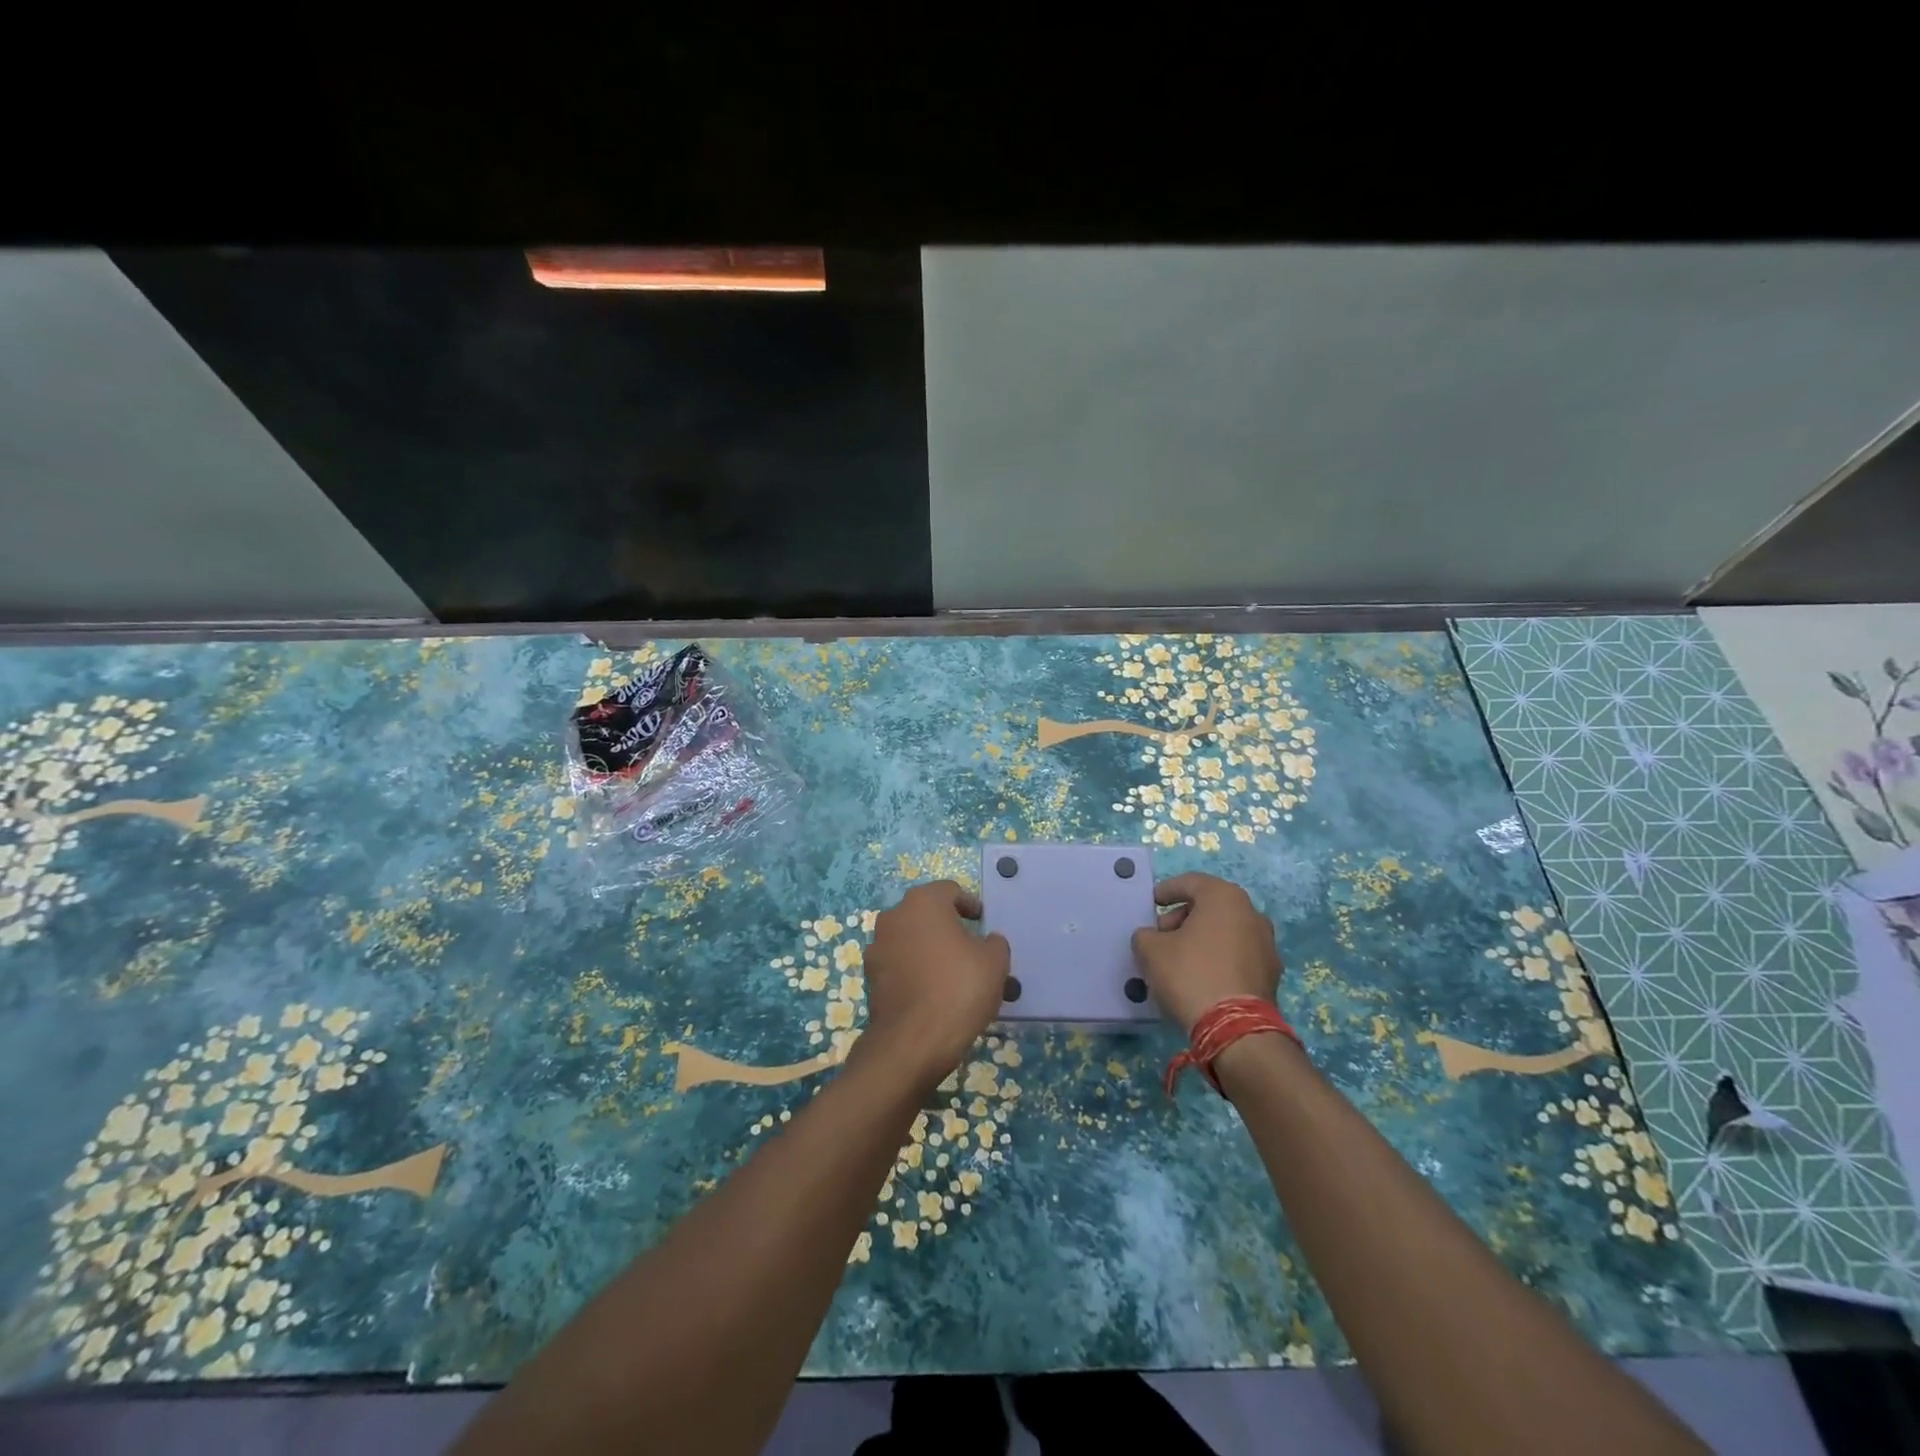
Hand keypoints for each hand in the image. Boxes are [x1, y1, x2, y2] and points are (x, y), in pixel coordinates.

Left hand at [858, 880, 1010, 1091]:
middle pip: (927, 915)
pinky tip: (935, 995)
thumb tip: (986, 942)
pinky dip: (917, 972)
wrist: (913, 1041)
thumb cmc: (958, 988)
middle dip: (949, 928)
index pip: (950, 891)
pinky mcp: (871, 977)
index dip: (969, 904)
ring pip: (913, 941)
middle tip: (971, 950)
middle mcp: (894, 916)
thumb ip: (994, 942)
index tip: (982, 922)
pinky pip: (901, 966)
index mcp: (923, 902)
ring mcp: (878, 947)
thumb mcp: (995, 961)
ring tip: (955, 977)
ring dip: (931, 951)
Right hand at [1130, 872, 1283, 1033]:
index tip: (1152, 903)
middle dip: (1183, 917)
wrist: (1235, 1028)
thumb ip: (1146, 935)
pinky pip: (1237, 955)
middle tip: (1162, 936)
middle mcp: (1252, 913)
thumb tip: (1153, 938)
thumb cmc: (1190, 974)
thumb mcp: (1151, 950)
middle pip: (1210, 906)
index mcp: (1225, 897)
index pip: (1191, 882)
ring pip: (1226, 931)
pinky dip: (1218, 958)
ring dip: (1202, 939)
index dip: (1167, 891)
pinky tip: (1200, 978)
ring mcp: (1267, 944)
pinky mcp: (1271, 974)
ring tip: (1179, 959)